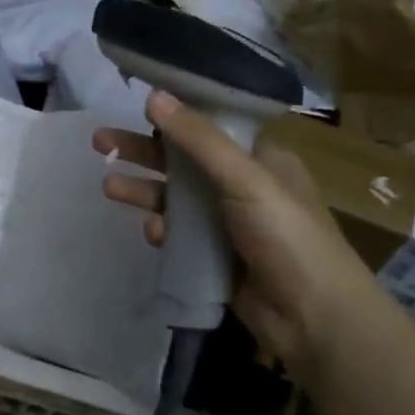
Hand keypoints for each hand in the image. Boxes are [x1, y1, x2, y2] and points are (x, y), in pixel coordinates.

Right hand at [93, 91, 380, 369]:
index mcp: (261, 159)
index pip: (210, 126)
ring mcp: (228, 223)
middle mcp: (243, 185)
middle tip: (99, 141)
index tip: (135, 105)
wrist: (315, 319)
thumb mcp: (245, 178)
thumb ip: (198, 139)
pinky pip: (180, 234)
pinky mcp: (215, 256)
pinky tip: (152, 233)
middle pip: (183, 159)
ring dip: (144, 189)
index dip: (174, 114)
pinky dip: (164, 229)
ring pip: (175, 197)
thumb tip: (153, 95)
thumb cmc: (287, 235)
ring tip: (108, 187)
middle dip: (143, 150)